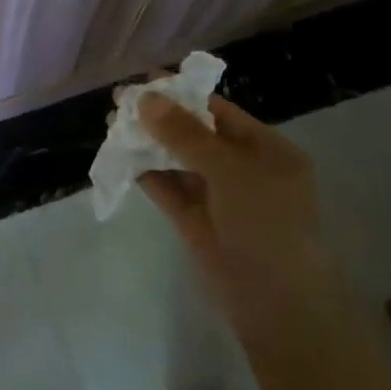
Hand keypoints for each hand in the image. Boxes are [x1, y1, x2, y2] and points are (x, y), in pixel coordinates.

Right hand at [137, 93, 320, 316]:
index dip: (182, 96)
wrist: (277, 308)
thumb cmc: (267, 227)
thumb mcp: (231, 173)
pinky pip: (167, 188)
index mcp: (266, 151)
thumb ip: (185, 136)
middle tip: (119, 103)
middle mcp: (242, 169)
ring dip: (147, 143)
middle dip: (159, 117)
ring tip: (112, 126)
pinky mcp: (195, 221)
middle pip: (194, 134)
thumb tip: (145, 99)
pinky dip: (145, 172)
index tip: (144, 81)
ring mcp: (217, 196)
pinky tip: (120, 157)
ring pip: (176, 160)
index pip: (219, 112)